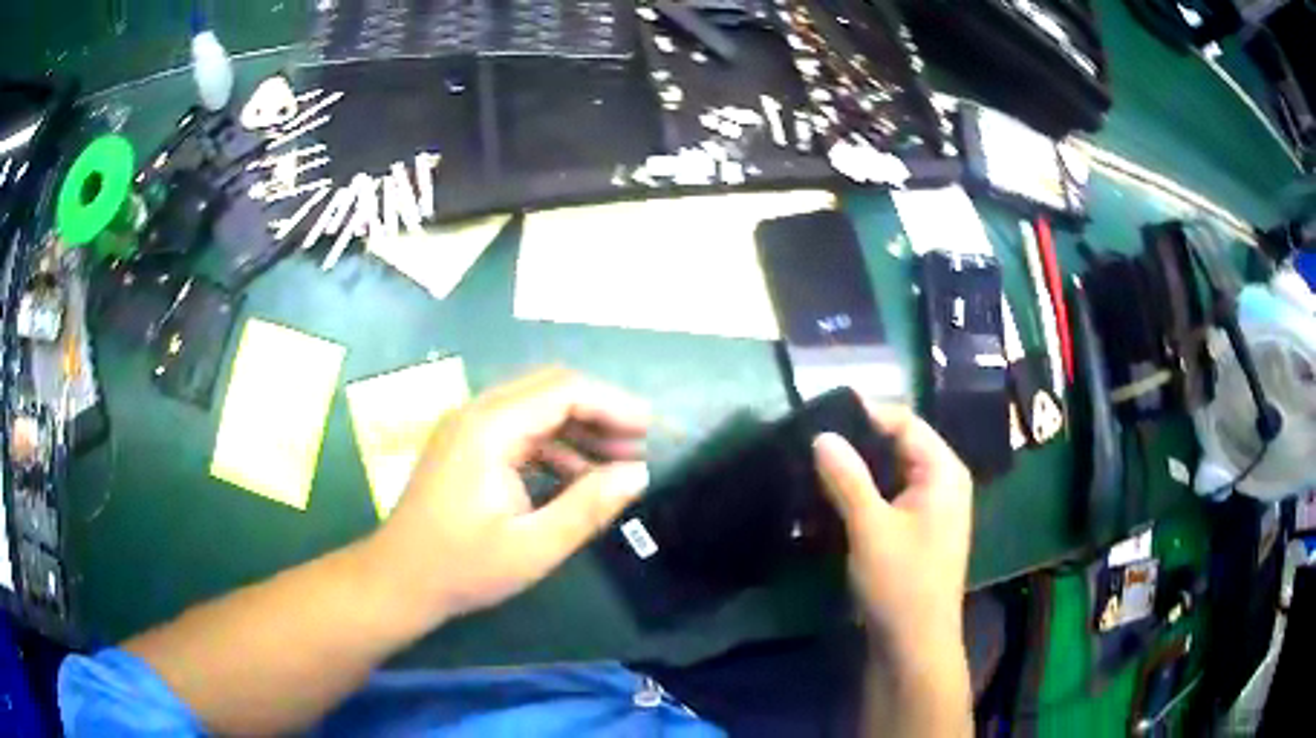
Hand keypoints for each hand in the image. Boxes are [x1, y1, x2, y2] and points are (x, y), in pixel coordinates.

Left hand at [376, 367, 650, 622]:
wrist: (399, 579)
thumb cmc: (463, 566)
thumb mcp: (534, 546)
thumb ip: (589, 506)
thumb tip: (638, 473)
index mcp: (490, 428)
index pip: (563, 390)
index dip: (613, 405)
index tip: (650, 430)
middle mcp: (477, 413)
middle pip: (550, 388)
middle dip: (599, 411)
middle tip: (639, 444)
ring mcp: (468, 427)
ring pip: (535, 407)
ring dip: (578, 428)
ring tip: (618, 461)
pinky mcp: (466, 445)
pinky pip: (519, 429)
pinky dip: (554, 445)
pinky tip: (578, 476)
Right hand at [812, 404, 972, 657]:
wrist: (913, 645)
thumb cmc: (901, 582)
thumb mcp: (871, 527)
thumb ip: (847, 478)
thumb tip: (821, 435)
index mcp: (943, 471)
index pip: (905, 422)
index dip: (866, 413)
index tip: (820, 413)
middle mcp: (941, 483)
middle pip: (897, 446)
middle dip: (855, 443)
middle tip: (809, 441)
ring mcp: (928, 509)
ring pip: (888, 475)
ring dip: (853, 472)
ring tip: (810, 468)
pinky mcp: (913, 532)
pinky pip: (885, 499)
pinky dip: (859, 497)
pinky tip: (826, 501)